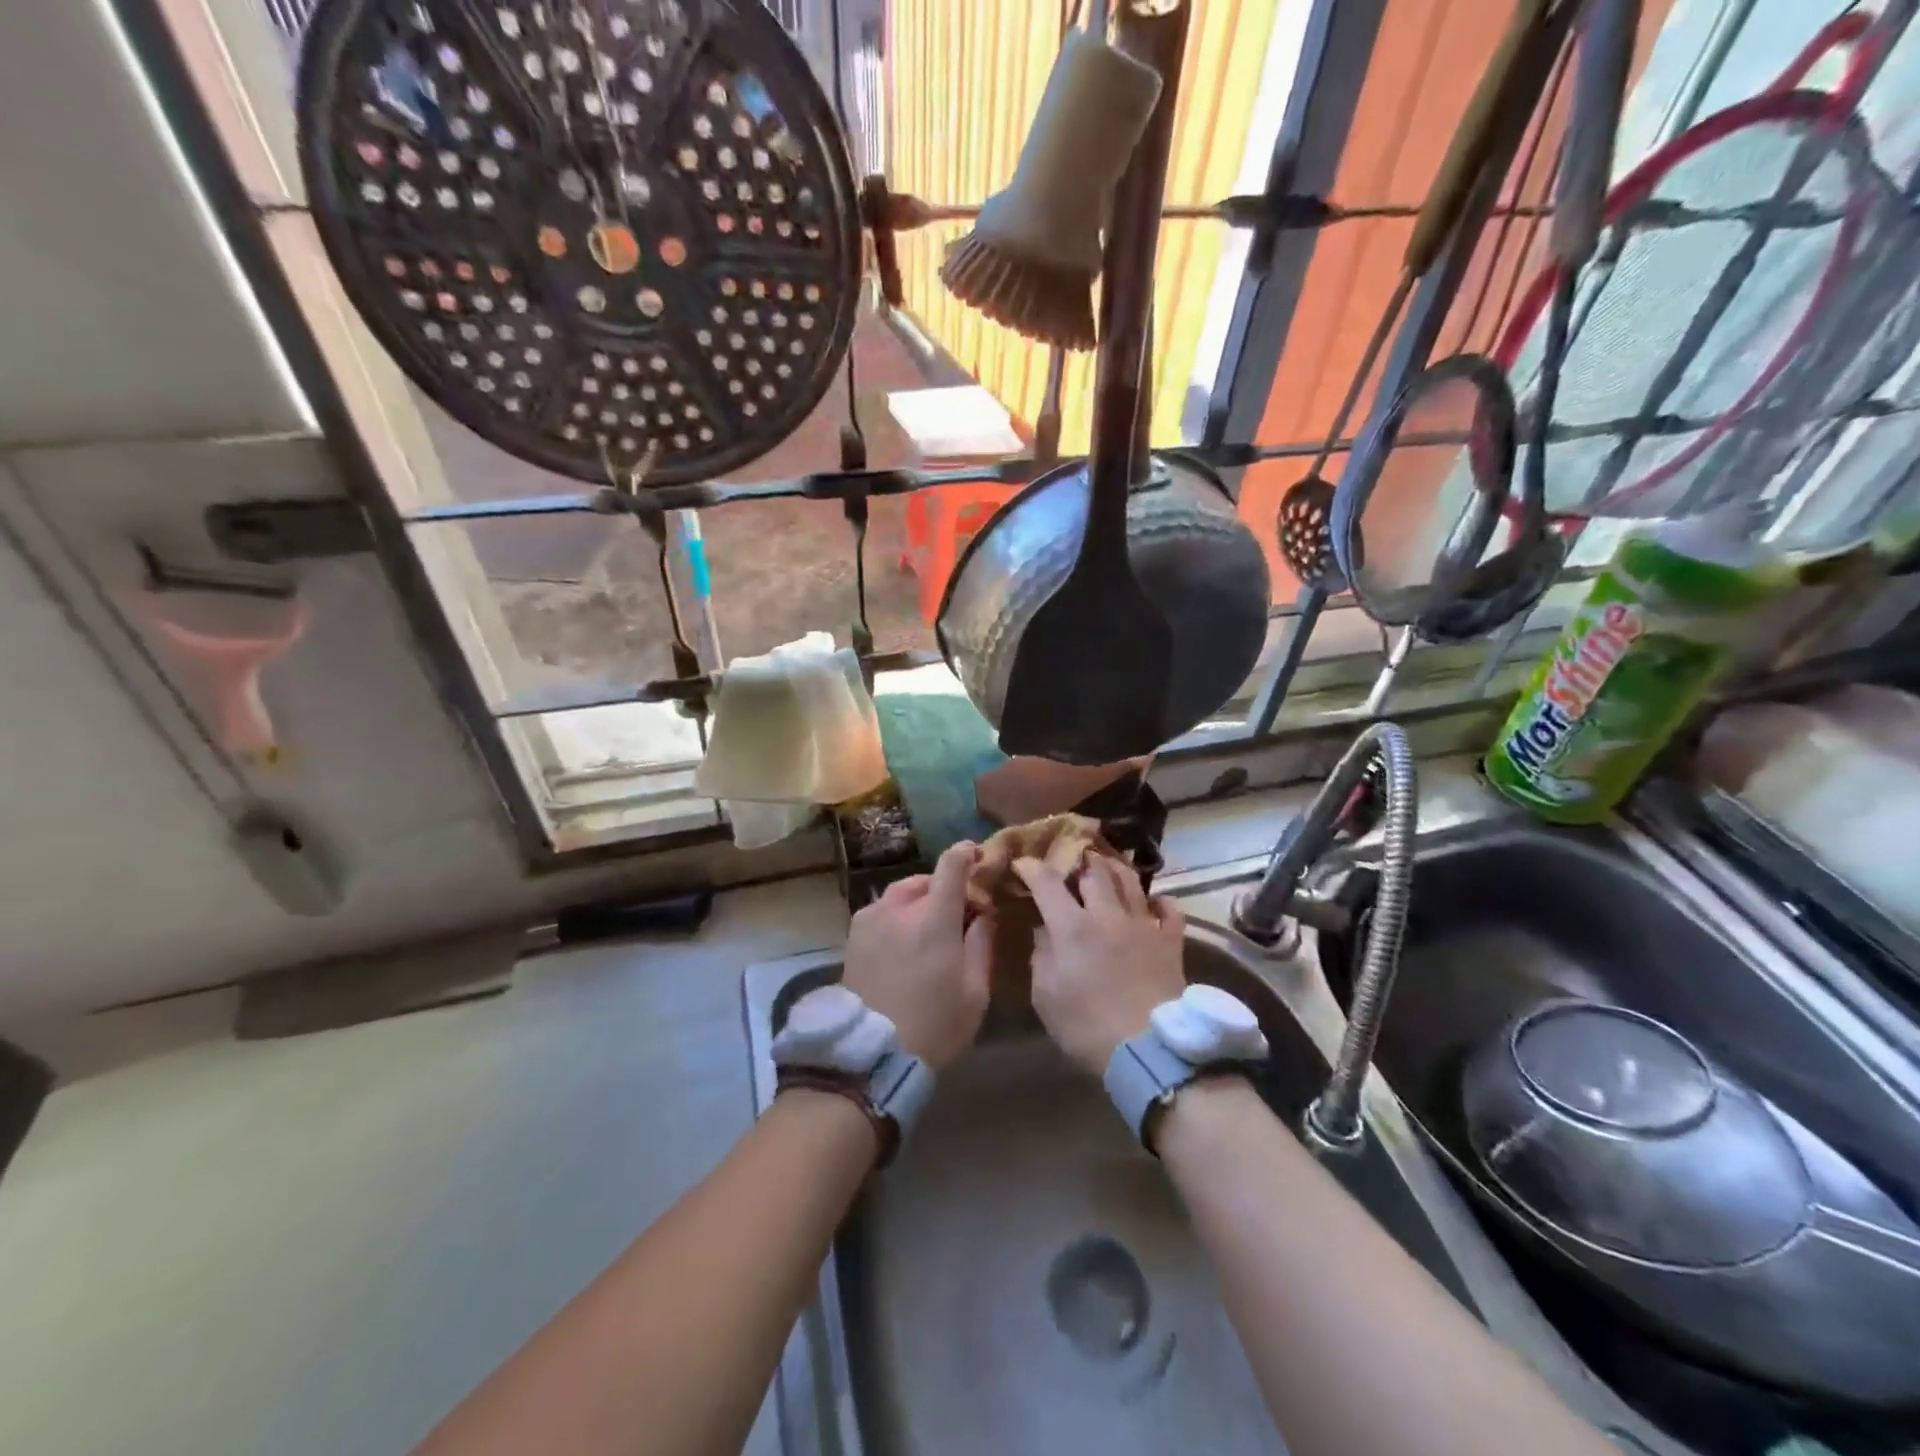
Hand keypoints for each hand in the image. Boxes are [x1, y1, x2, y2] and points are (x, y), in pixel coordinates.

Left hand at [842, 842, 992, 1070]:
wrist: (871, 1054)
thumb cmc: (934, 1026)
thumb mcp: (975, 993)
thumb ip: (981, 944)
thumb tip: (983, 914)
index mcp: (933, 919)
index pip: (951, 866)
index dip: (965, 854)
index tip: (976, 854)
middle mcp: (898, 909)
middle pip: (925, 879)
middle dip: (943, 888)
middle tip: (956, 913)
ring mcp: (870, 920)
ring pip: (900, 894)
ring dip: (917, 901)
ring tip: (926, 928)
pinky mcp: (852, 937)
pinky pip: (881, 912)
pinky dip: (896, 915)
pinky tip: (902, 942)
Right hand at [1015, 855, 1185, 1076]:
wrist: (1148, 1048)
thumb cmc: (1087, 1027)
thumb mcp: (1046, 996)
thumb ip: (1042, 956)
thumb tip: (1044, 929)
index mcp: (1072, 927)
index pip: (1048, 883)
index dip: (1032, 868)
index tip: (1023, 864)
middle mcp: (1108, 915)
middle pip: (1095, 872)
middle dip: (1080, 860)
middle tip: (1072, 861)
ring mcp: (1143, 925)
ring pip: (1130, 881)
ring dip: (1115, 869)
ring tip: (1106, 867)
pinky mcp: (1170, 942)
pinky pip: (1169, 909)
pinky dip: (1159, 900)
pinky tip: (1152, 903)